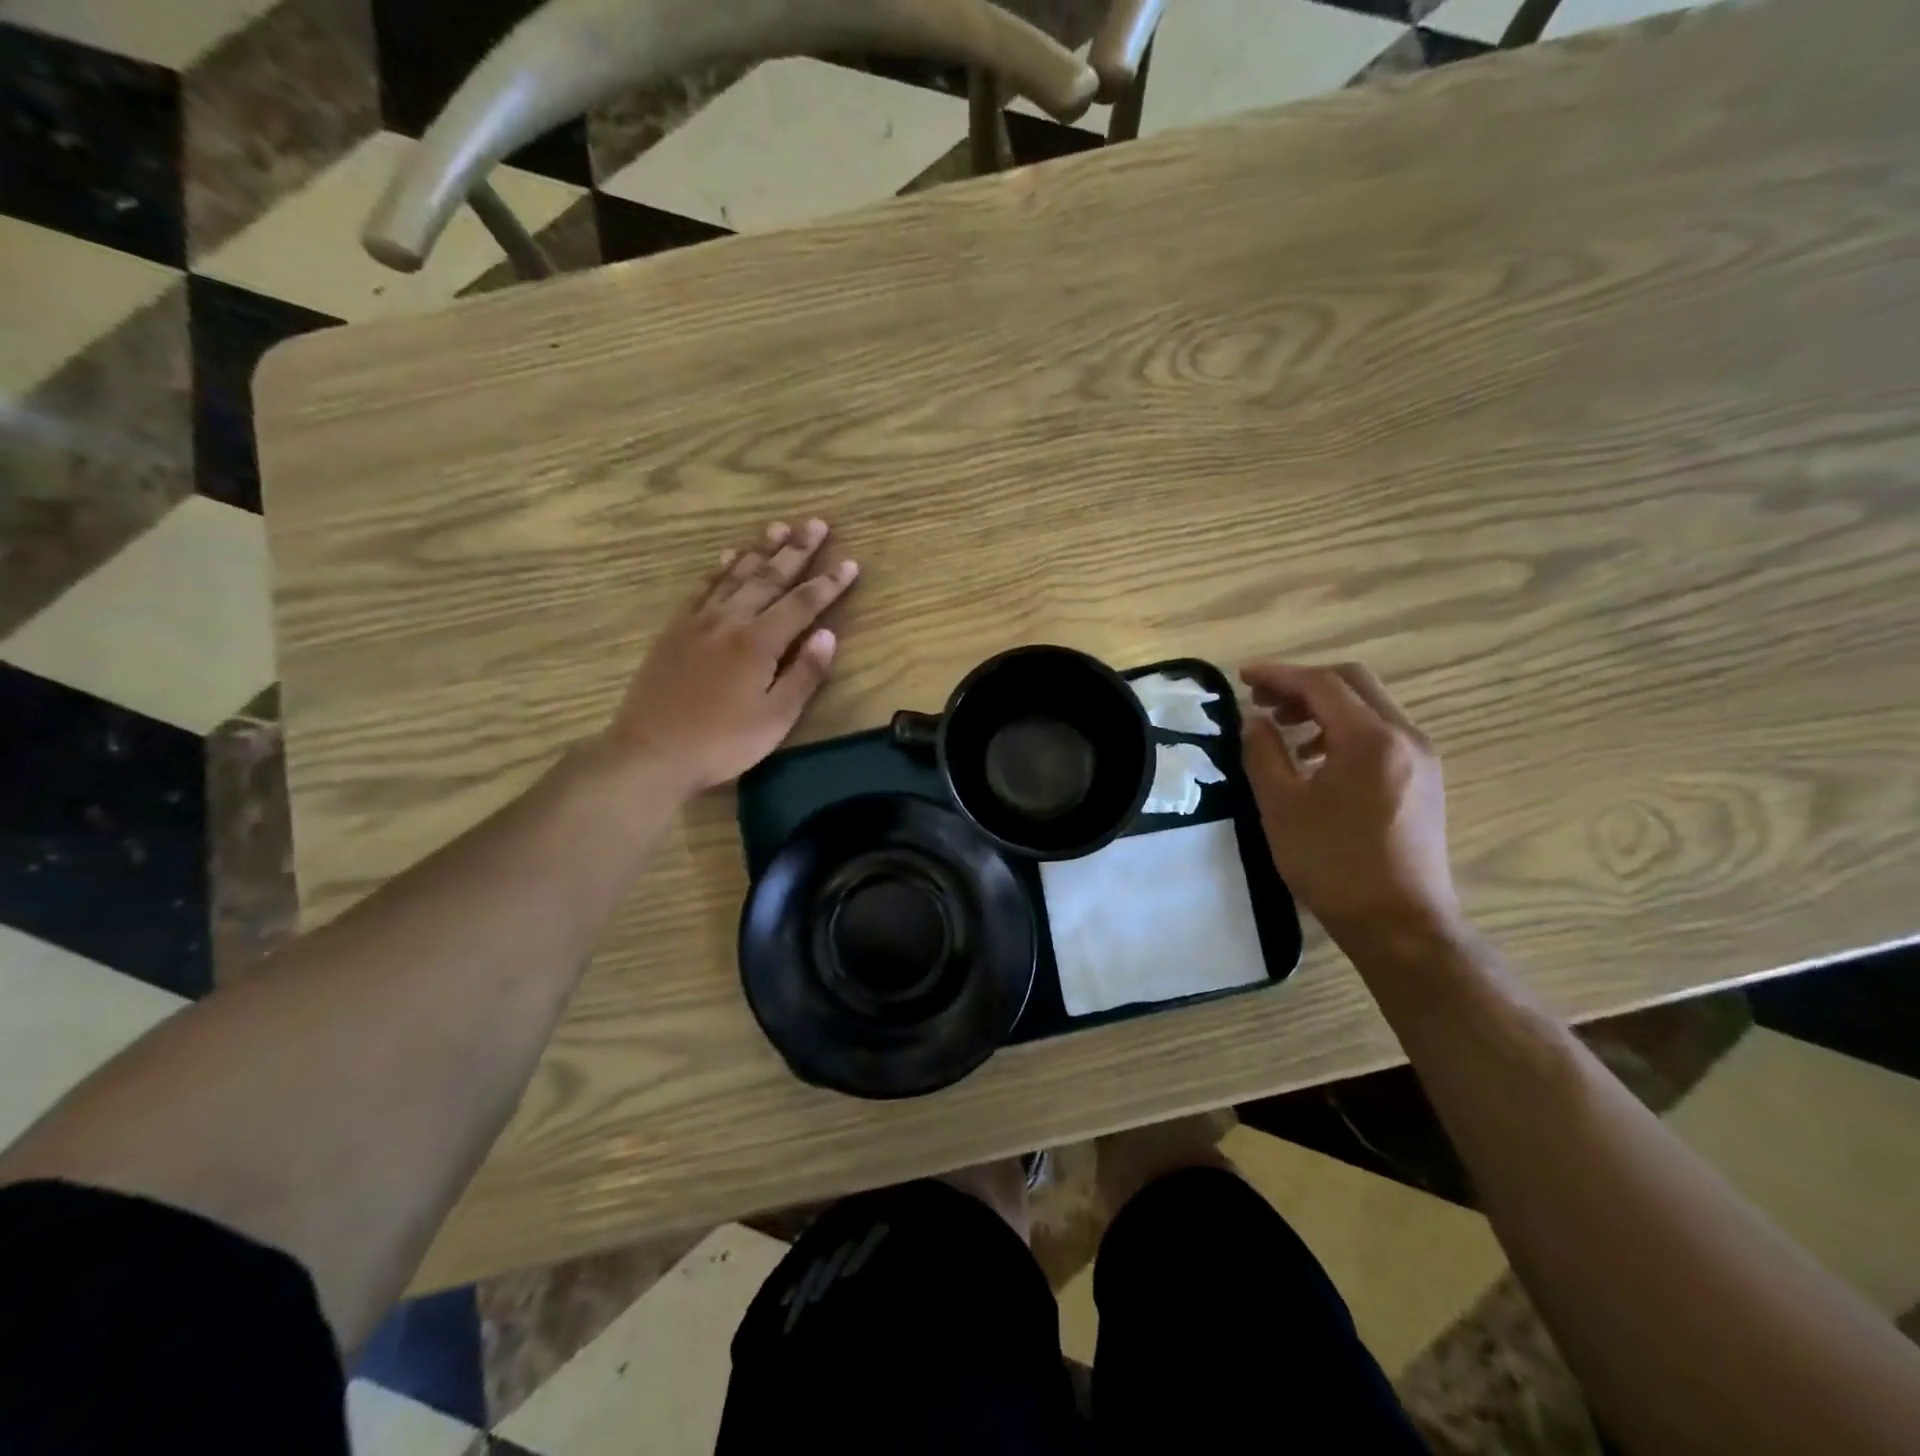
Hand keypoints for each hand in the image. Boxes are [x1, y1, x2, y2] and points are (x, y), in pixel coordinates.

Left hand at [605, 518, 858, 793]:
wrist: (651, 752)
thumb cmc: (722, 742)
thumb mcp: (775, 718)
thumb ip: (804, 674)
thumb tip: (828, 635)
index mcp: (758, 642)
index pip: (802, 604)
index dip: (828, 583)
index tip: (850, 562)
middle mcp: (729, 621)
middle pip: (769, 578)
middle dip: (796, 550)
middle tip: (816, 524)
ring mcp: (698, 622)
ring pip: (734, 575)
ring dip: (759, 550)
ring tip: (778, 528)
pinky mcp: (675, 631)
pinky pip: (702, 589)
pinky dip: (719, 570)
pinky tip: (727, 558)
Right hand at [1238, 661, 1460, 949]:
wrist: (1399, 923)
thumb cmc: (1333, 864)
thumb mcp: (1282, 806)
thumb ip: (1263, 753)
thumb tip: (1254, 721)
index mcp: (1371, 739)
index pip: (1322, 684)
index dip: (1278, 674)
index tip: (1242, 676)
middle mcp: (1405, 737)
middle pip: (1353, 683)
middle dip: (1303, 684)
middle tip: (1262, 700)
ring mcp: (1421, 758)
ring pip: (1369, 707)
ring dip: (1324, 706)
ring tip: (1284, 729)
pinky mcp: (1424, 780)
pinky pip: (1381, 733)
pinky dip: (1344, 729)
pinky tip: (1317, 758)